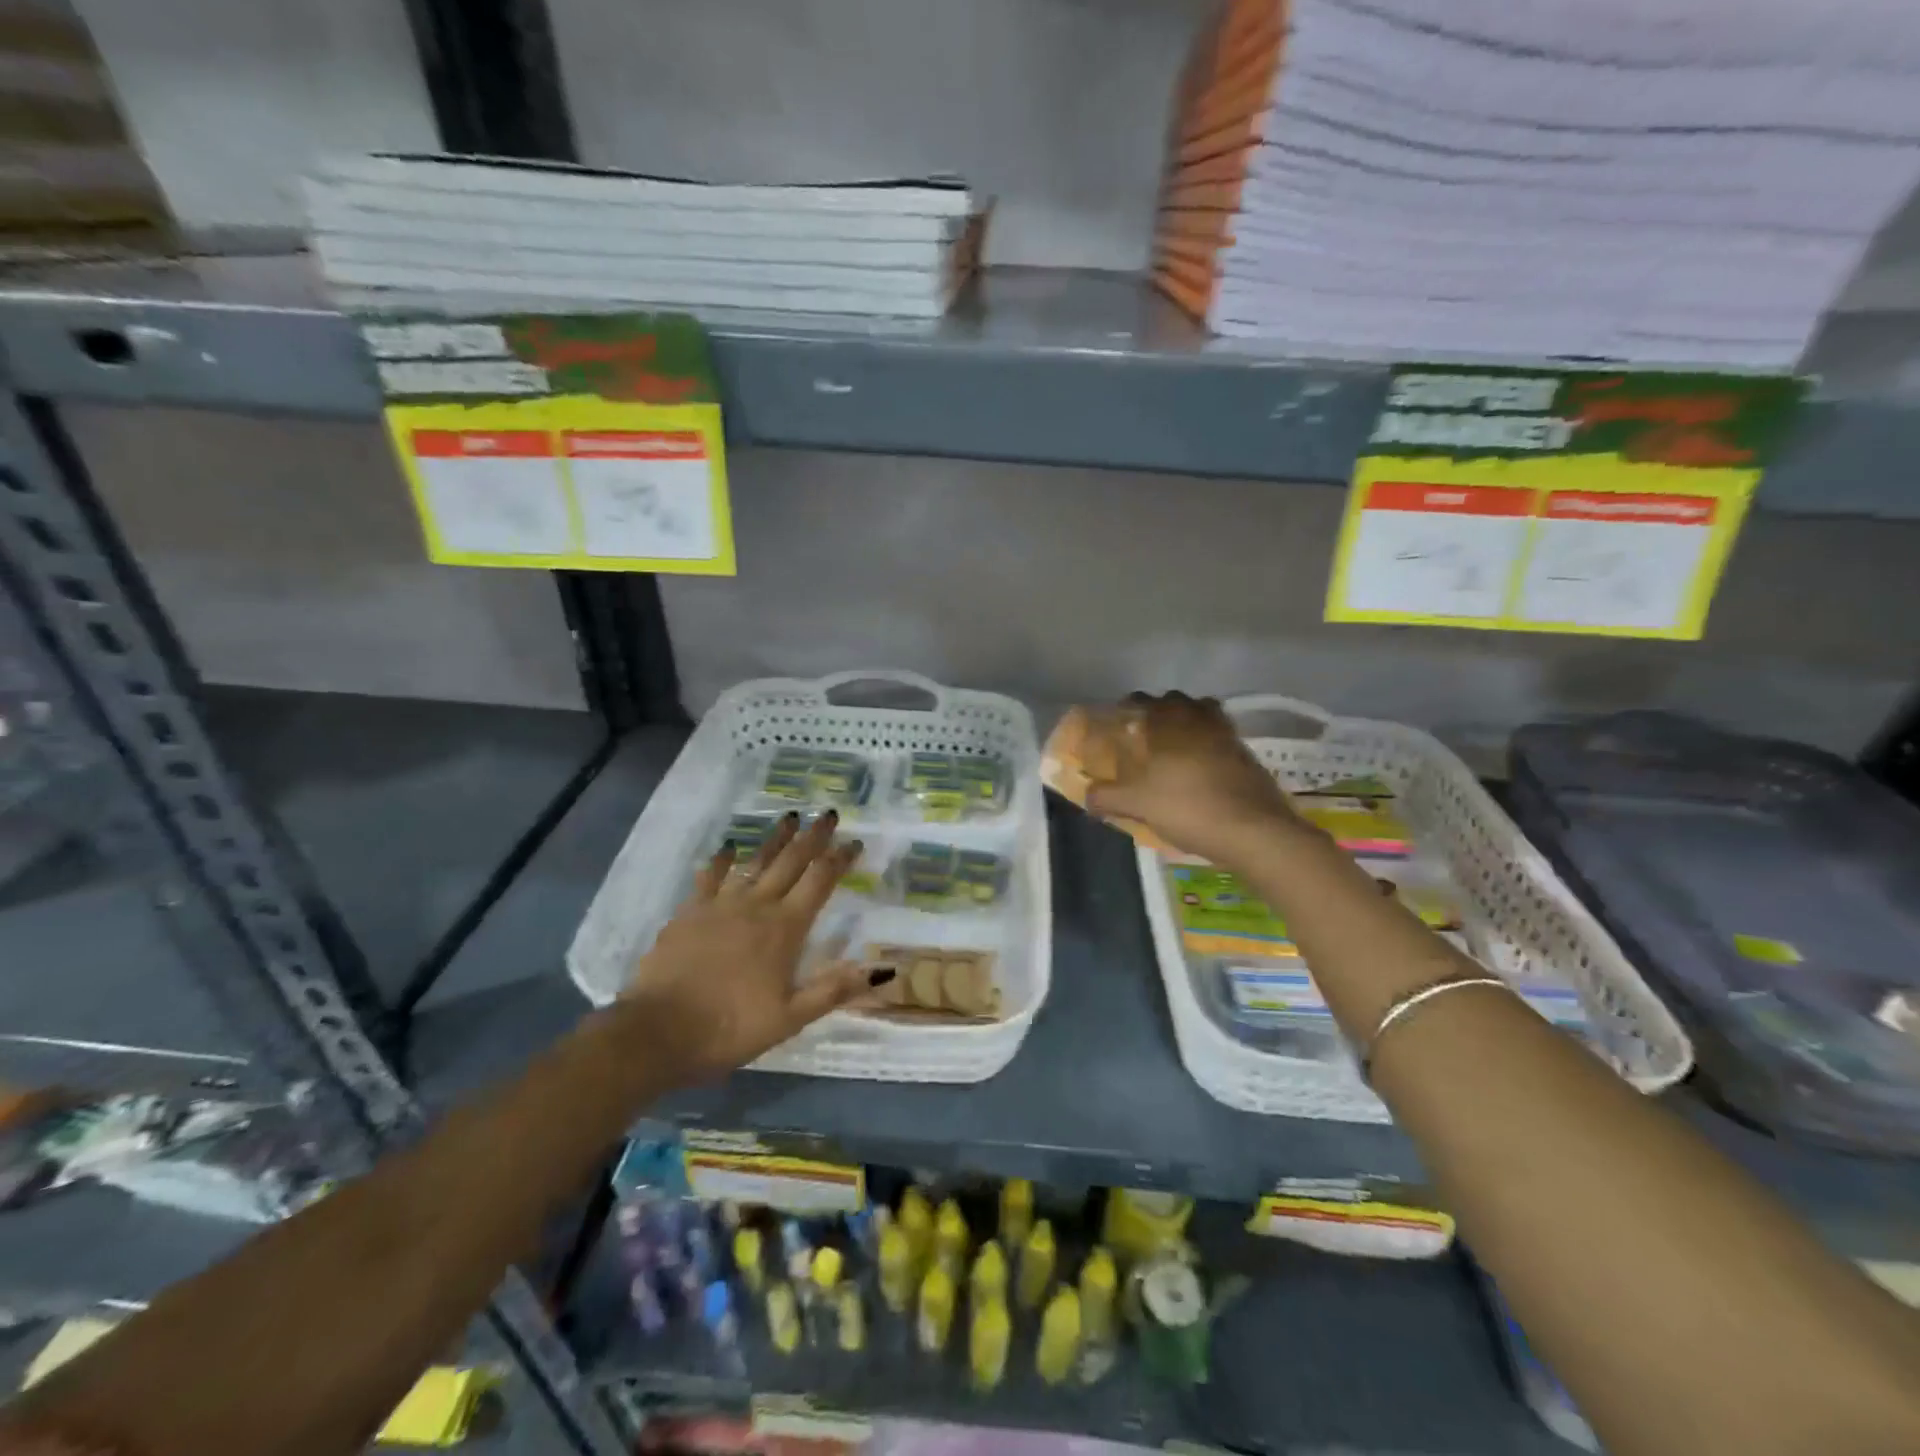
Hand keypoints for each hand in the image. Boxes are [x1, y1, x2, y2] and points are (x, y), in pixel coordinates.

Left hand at [622, 811, 891, 1079]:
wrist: (656, 1032)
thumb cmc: (729, 1028)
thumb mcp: (790, 1018)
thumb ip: (834, 989)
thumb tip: (882, 970)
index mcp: (784, 928)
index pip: (820, 882)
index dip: (840, 859)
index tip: (855, 841)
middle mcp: (756, 906)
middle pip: (791, 862)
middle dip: (813, 837)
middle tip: (829, 814)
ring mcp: (720, 905)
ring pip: (754, 861)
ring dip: (775, 838)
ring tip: (790, 816)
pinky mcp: (689, 912)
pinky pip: (710, 877)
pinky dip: (722, 860)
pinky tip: (729, 848)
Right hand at [1083, 692, 1300, 861]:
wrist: (1254, 832)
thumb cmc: (1189, 808)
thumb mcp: (1138, 805)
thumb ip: (1108, 797)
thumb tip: (1087, 795)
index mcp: (1170, 723)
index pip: (1143, 701)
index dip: (1128, 707)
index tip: (1118, 721)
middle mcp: (1200, 720)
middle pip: (1178, 702)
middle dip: (1161, 712)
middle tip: (1146, 735)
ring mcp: (1228, 737)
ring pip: (1204, 717)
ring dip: (1189, 725)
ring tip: (1175, 750)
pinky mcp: (1247, 757)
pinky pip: (1221, 739)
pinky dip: (1209, 746)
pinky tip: (1200, 770)